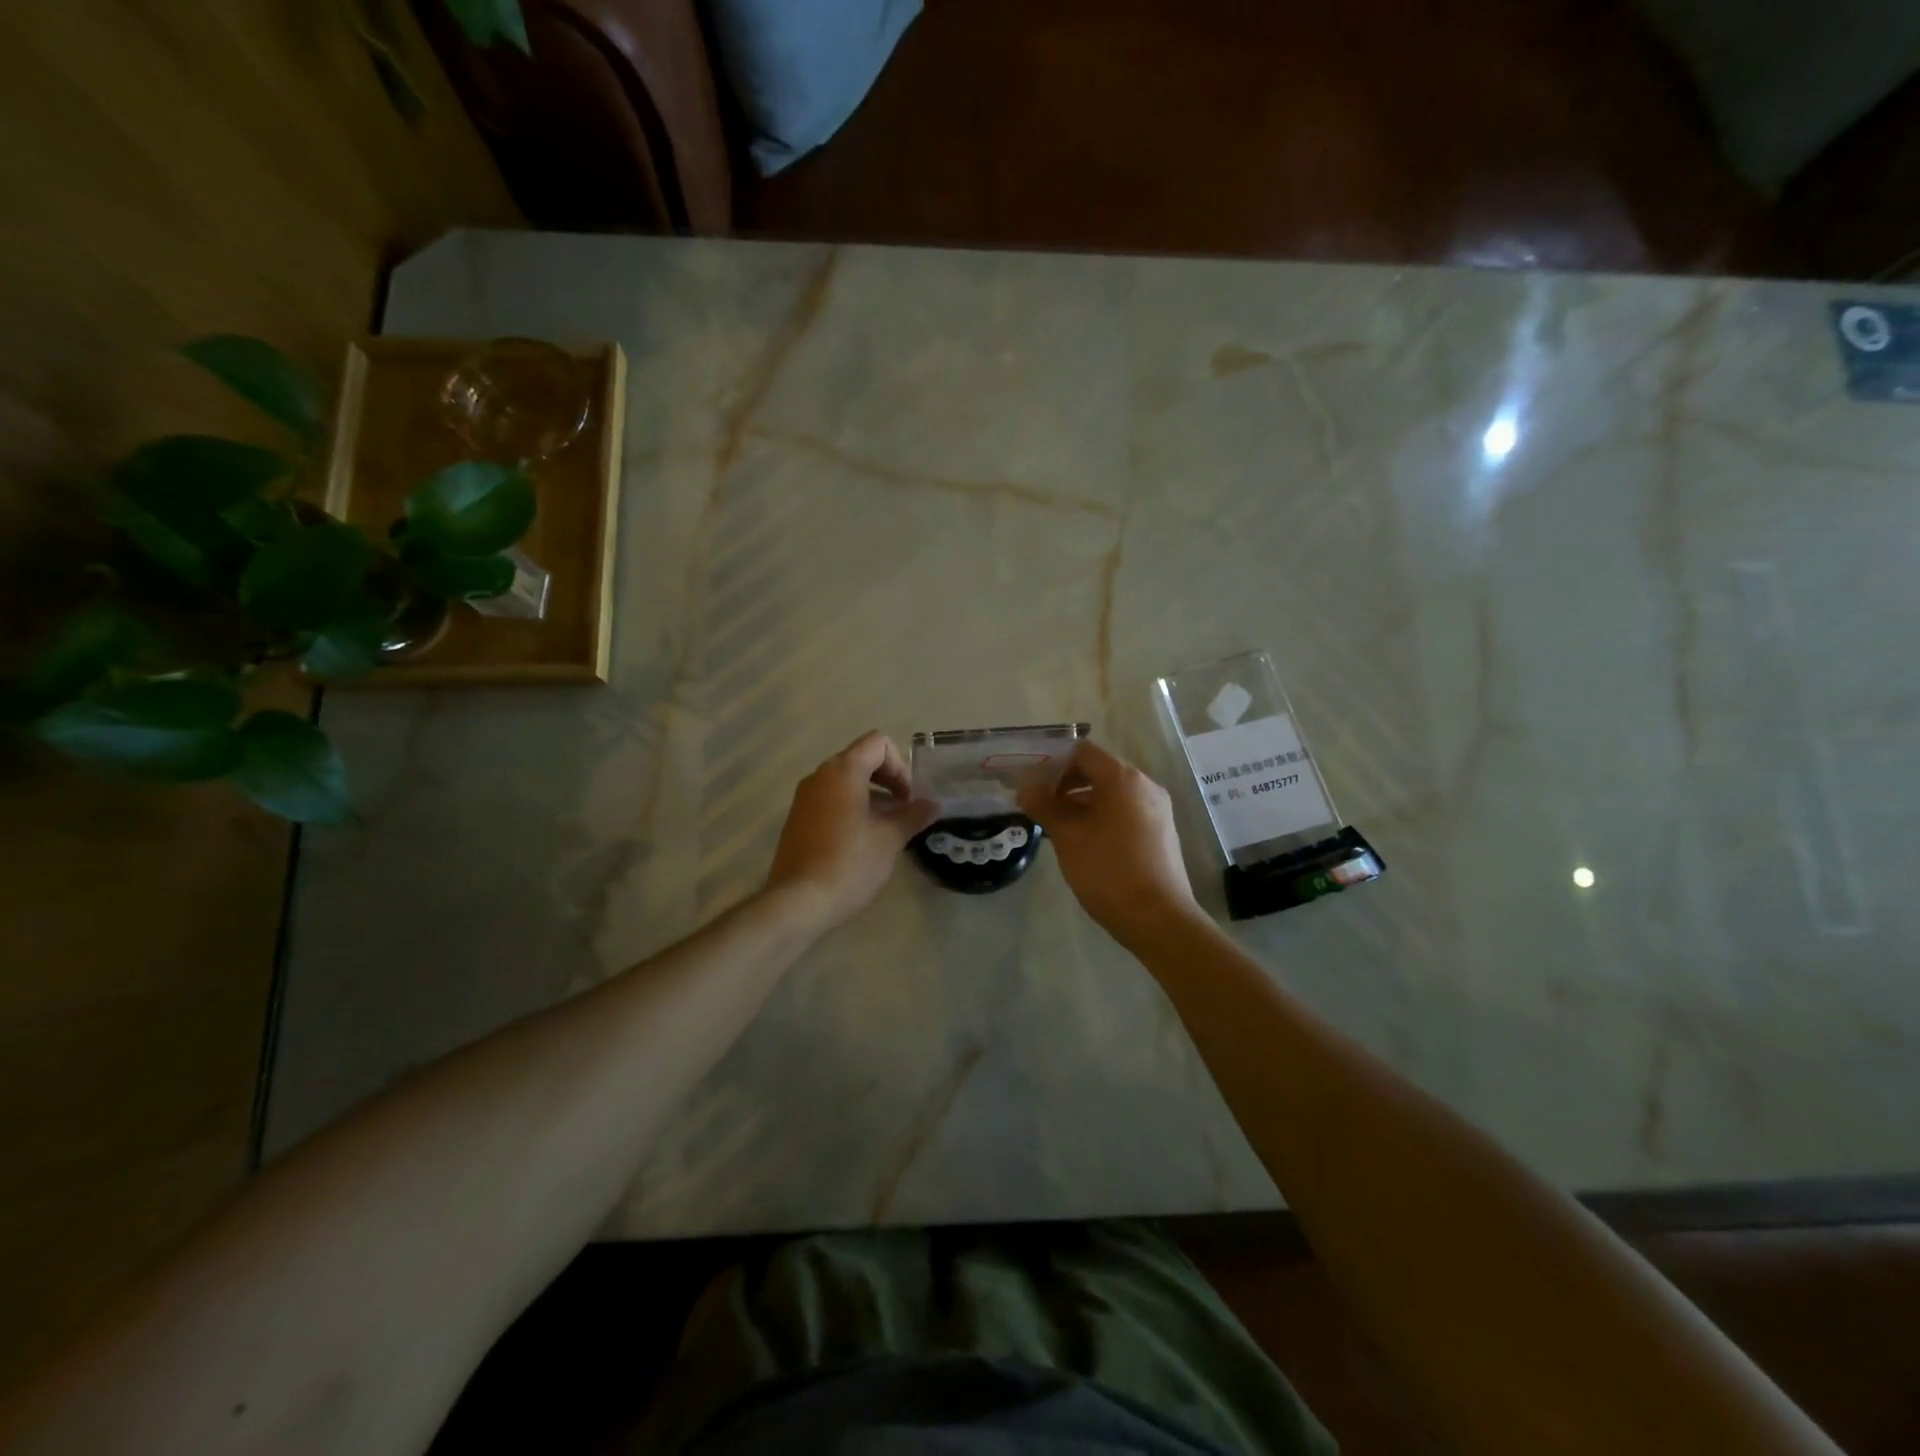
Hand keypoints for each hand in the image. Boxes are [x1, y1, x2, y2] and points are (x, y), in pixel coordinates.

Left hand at [765, 731, 939, 931]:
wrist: (798, 902)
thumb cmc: (850, 863)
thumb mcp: (890, 839)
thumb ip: (913, 815)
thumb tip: (932, 804)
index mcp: (842, 771)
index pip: (877, 743)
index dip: (900, 766)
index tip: (908, 799)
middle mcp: (819, 776)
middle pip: (861, 759)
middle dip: (888, 780)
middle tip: (903, 811)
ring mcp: (804, 798)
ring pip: (845, 782)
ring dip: (871, 797)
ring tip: (887, 830)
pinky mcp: (798, 820)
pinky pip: (830, 801)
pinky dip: (851, 809)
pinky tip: (863, 842)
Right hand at [1019, 741, 1200, 944]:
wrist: (1158, 918)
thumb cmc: (1108, 871)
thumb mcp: (1068, 837)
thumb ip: (1045, 806)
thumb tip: (1026, 789)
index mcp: (1123, 779)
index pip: (1082, 752)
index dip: (1053, 761)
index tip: (1031, 781)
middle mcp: (1144, 786)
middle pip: (1098, 770)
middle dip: (1065, 783)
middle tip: (1038, 803)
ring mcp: (1156, 809)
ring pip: (1111, 793)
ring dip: (1081, 802)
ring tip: (1054, 825)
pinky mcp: (1160, 832)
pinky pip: (1124, 811)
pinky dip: (1100, 816)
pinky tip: (1081, 840)